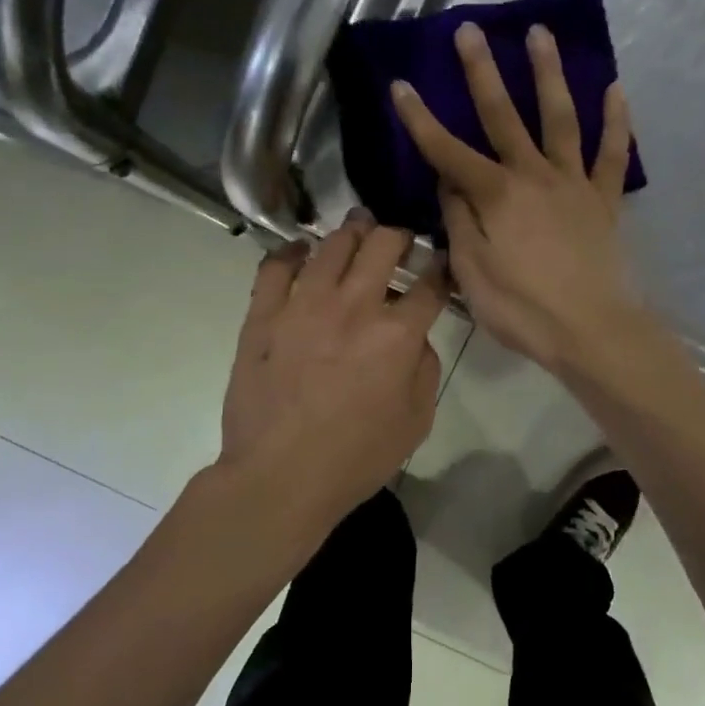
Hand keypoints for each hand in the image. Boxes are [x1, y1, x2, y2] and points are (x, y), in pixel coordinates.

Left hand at [219, 211, 448, 536]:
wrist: (280, 477)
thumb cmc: (356, 457)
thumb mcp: (416, 421)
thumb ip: (425, 369)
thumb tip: (415, 338)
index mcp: (397, 335)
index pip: (429, 285)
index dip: (440, 269)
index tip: (441, 263)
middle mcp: (353, 306)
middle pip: (382, 245)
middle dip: (398, 235)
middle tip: (399, 240)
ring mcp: (303, 305)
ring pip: (331, 245)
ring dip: (351, 232)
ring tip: (357, 229)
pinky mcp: (263, 315)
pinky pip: (275, 267)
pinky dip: (290, 251)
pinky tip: (300, 250)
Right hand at [391, 21, 642, 369]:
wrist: (592, 331)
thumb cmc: (523, 308)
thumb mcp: (472, 272)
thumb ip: (460, 222)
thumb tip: (449, 185)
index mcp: (496, 196)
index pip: (448, 151)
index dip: (420, 119)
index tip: (401, 85)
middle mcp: (534, 176)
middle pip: (504, 116)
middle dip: (482, 73)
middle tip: (471, 30)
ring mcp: (573, 184)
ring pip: (560, 119)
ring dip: (548, 74)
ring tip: (540, 34)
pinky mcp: (604, 200)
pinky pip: (612, 155)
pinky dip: (615, 121)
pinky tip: (615, 88)